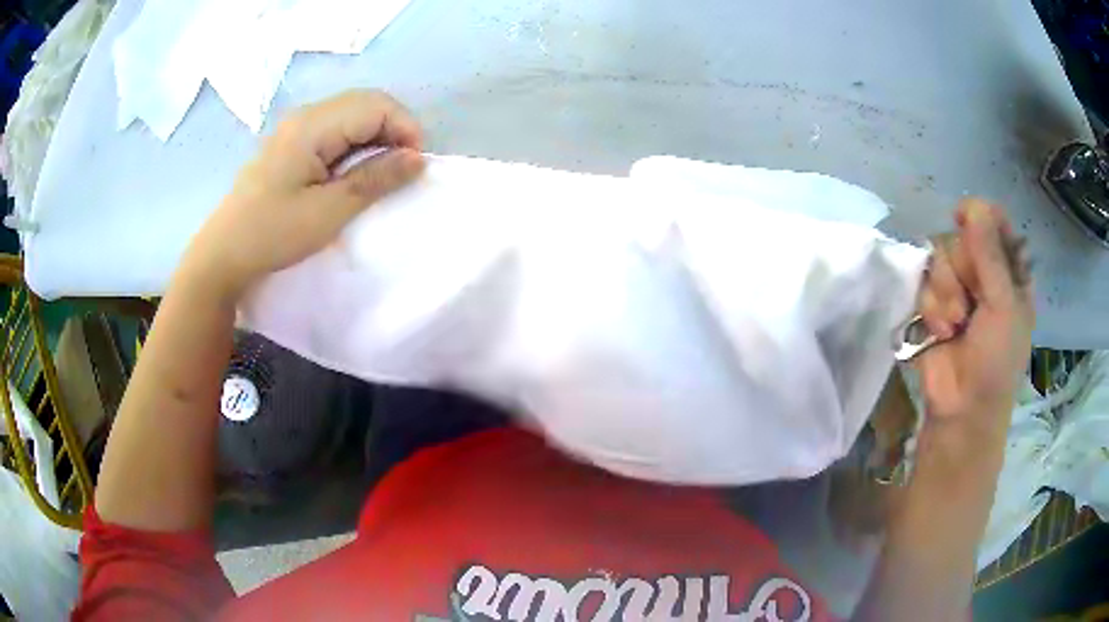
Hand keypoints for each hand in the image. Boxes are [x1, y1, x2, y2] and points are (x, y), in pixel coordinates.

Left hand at [181, 90, 424, 298]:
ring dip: (375, 138)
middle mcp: (305, 116)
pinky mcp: (292, 143)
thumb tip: (418, 158)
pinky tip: (353, 172)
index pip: (377, 105)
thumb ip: (375, 179)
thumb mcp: (329, 212)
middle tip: (401, 170)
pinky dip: (355, 145)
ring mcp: (296, 128)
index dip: (405, 129)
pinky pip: (335, 129)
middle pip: (366, 103)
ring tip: (380, 173)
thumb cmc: (273, 234)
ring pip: (352, 114)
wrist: (223, 254)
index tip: (414, 167)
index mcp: (313, 126)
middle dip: (394, 131)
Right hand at [915, 199, 1033, 432]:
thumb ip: (990, 254)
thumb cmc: (996, 362)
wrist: (962, 409)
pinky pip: (924, 282)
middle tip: (970, 298)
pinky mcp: (932, 304)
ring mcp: (957, 288)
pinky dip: (931, 307)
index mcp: (1009, 272)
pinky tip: (941, 331)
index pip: (995, 222)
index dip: (980, 216)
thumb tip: (973, 204)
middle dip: (961, 266)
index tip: (965, 219)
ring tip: (954, 323)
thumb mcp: (1003, 306)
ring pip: (939, 257)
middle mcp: (983, 273)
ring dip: (945, 291)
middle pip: (962, 236)